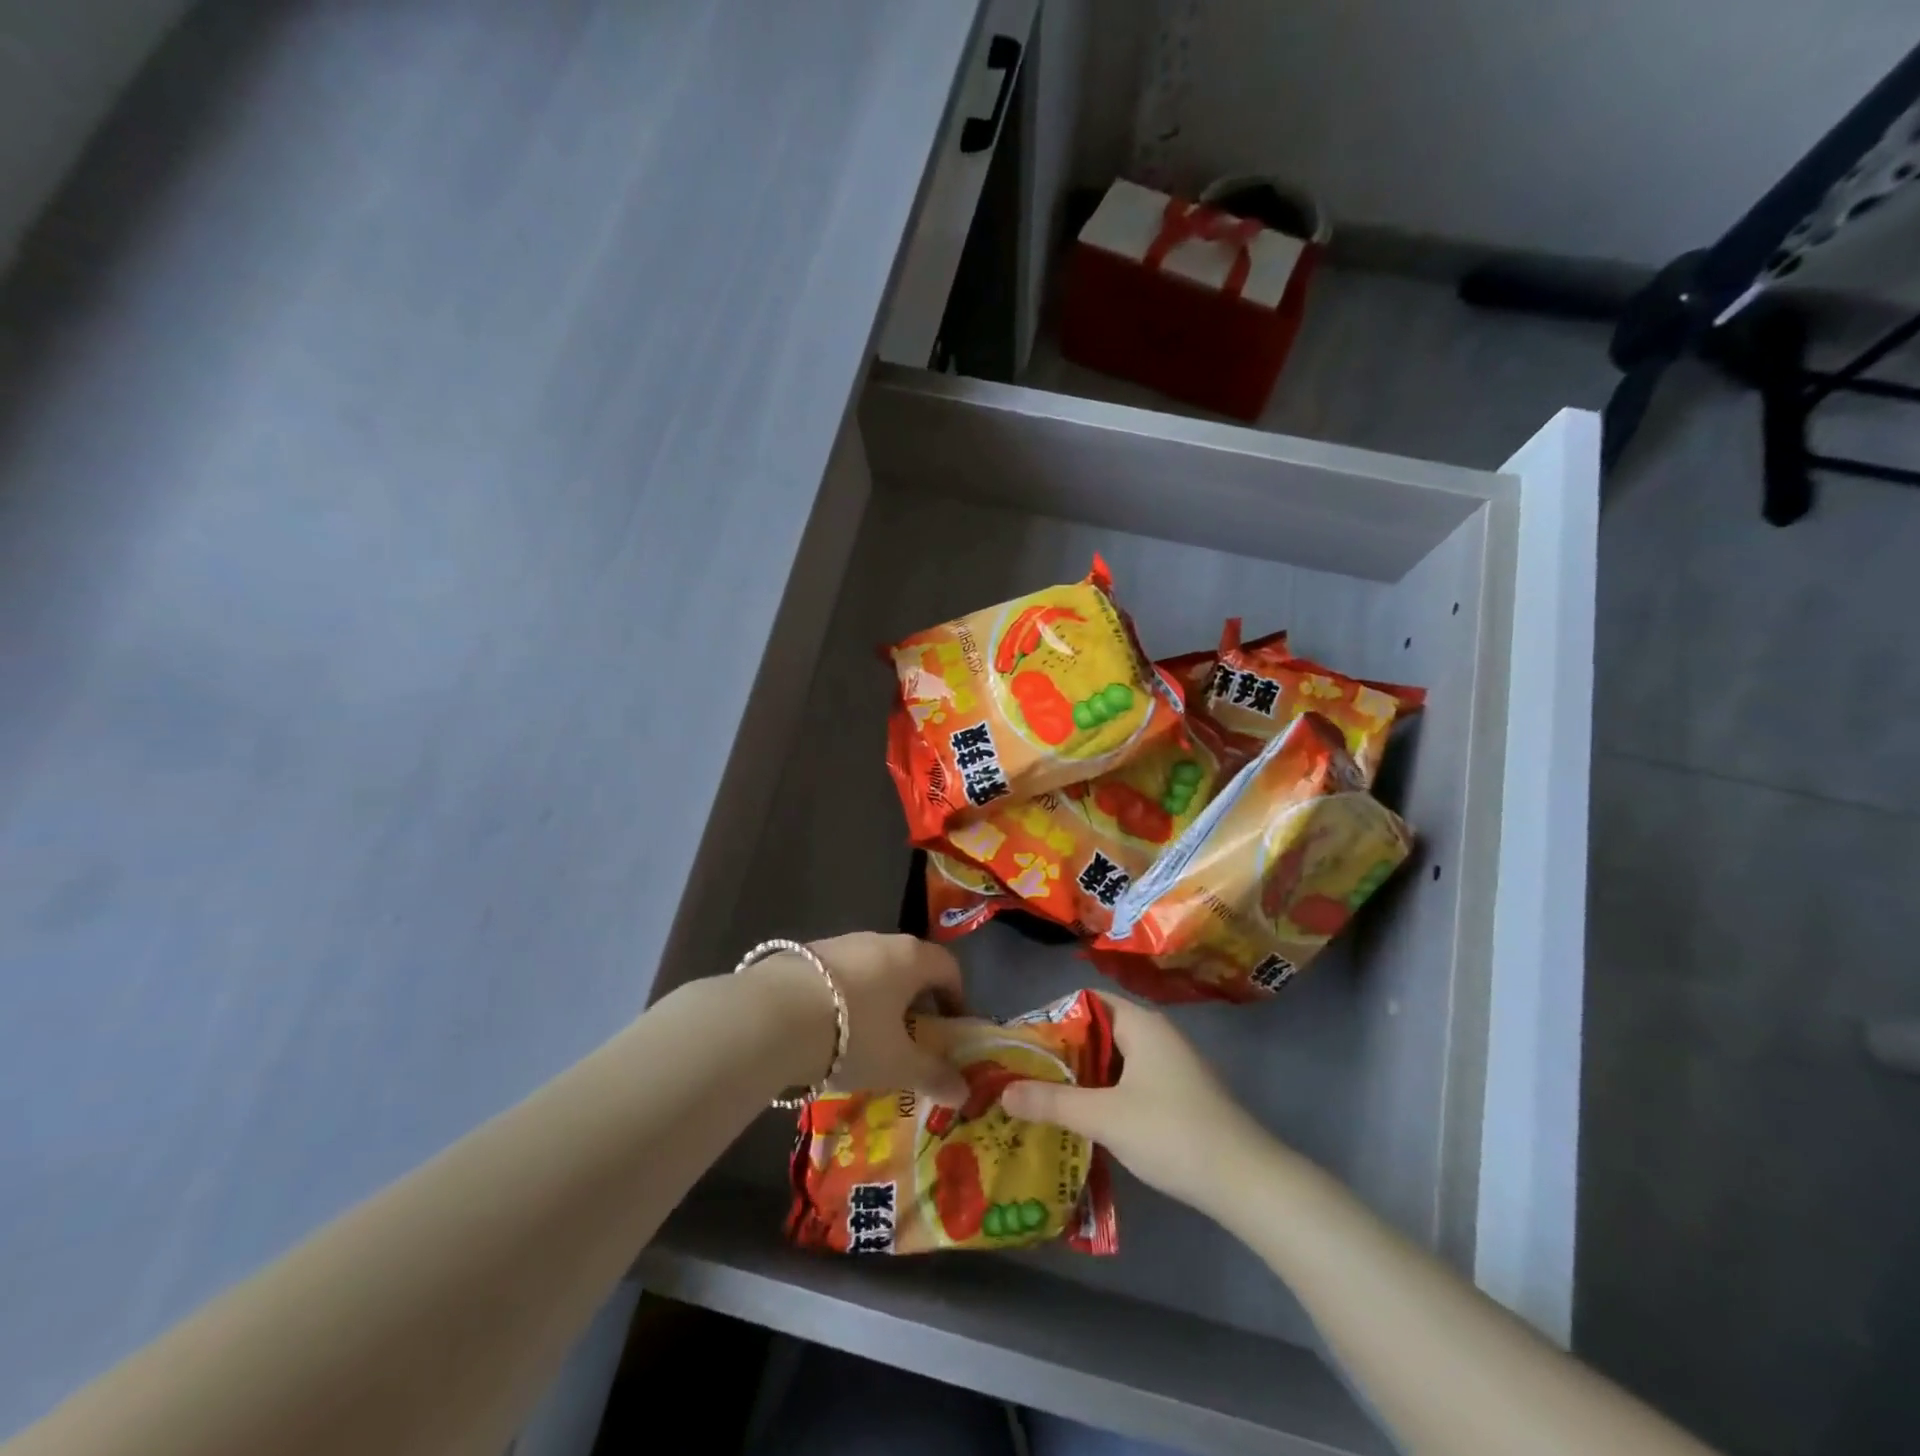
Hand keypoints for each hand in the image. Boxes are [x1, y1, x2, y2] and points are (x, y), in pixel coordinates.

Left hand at [804, 933, 968, 1104]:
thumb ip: (933, 1074)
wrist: (773, 1015)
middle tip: (911, 1039)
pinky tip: (830, 1029)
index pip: (949, 967)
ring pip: (873, 969)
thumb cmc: (853, 1035)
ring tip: (868, 1038)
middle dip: (915, 1000)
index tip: (951, 1030)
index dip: (957, 998)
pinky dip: (846, 997)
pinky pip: (840, 974)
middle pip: (911, 966)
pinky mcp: (807, 953)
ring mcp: (841, 942)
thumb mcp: (898, 1064)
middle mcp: (880, 940)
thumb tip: (963, 1092)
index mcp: (912, 957)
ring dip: (879, 998)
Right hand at [1000, 992, 1268, 1212]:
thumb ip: (1052, 1102)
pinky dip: (1107, 1092)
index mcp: (1141, 1024)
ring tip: (1048, 1098)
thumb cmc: (1172, 1133)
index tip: (1025, 1044)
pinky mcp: (1180, 1094)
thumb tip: (1003, 1091)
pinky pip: (1132, 1080)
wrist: (1247, 1181)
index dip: (1054, 1018)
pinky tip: (1089, 1120)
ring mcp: (1172, 1065)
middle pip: (1099, 1030)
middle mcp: (1157, 1035)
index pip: (1087, 1001)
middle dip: (1064, 1051)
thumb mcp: (1105, 1117)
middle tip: (1029, 1074)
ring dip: (1085, 1076)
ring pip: (1116, 1059)